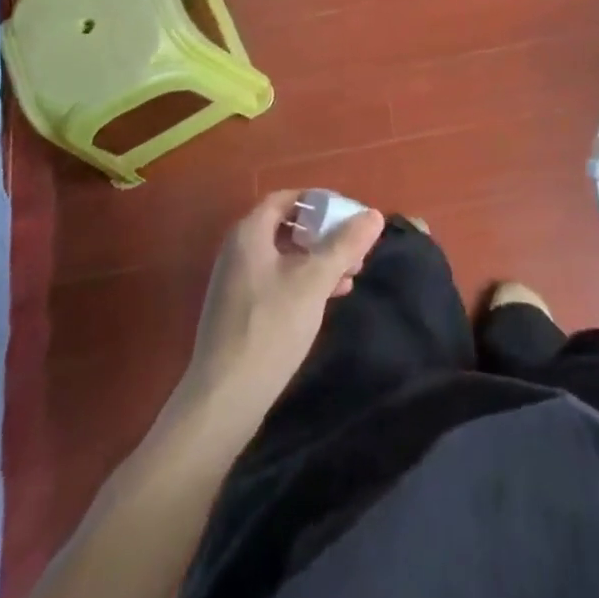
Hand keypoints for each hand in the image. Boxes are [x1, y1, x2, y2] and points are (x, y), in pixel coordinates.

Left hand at [178, 190, 384, 422]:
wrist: (224, 398)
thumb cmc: (270, 328)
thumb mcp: (314, 281)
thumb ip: (344, 245)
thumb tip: (374, 214)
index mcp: (250, 233)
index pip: (288, 199)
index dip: (320, 202)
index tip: (349, 215)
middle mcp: (239, 250)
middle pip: (288, 227)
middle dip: (325, 234)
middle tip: (356, 249)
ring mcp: (237, 281)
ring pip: (286, 256)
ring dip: (319, 260)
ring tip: (351, 275)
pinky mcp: (240, 310)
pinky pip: (278, 280)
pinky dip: (304, 281)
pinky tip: (329, 298)